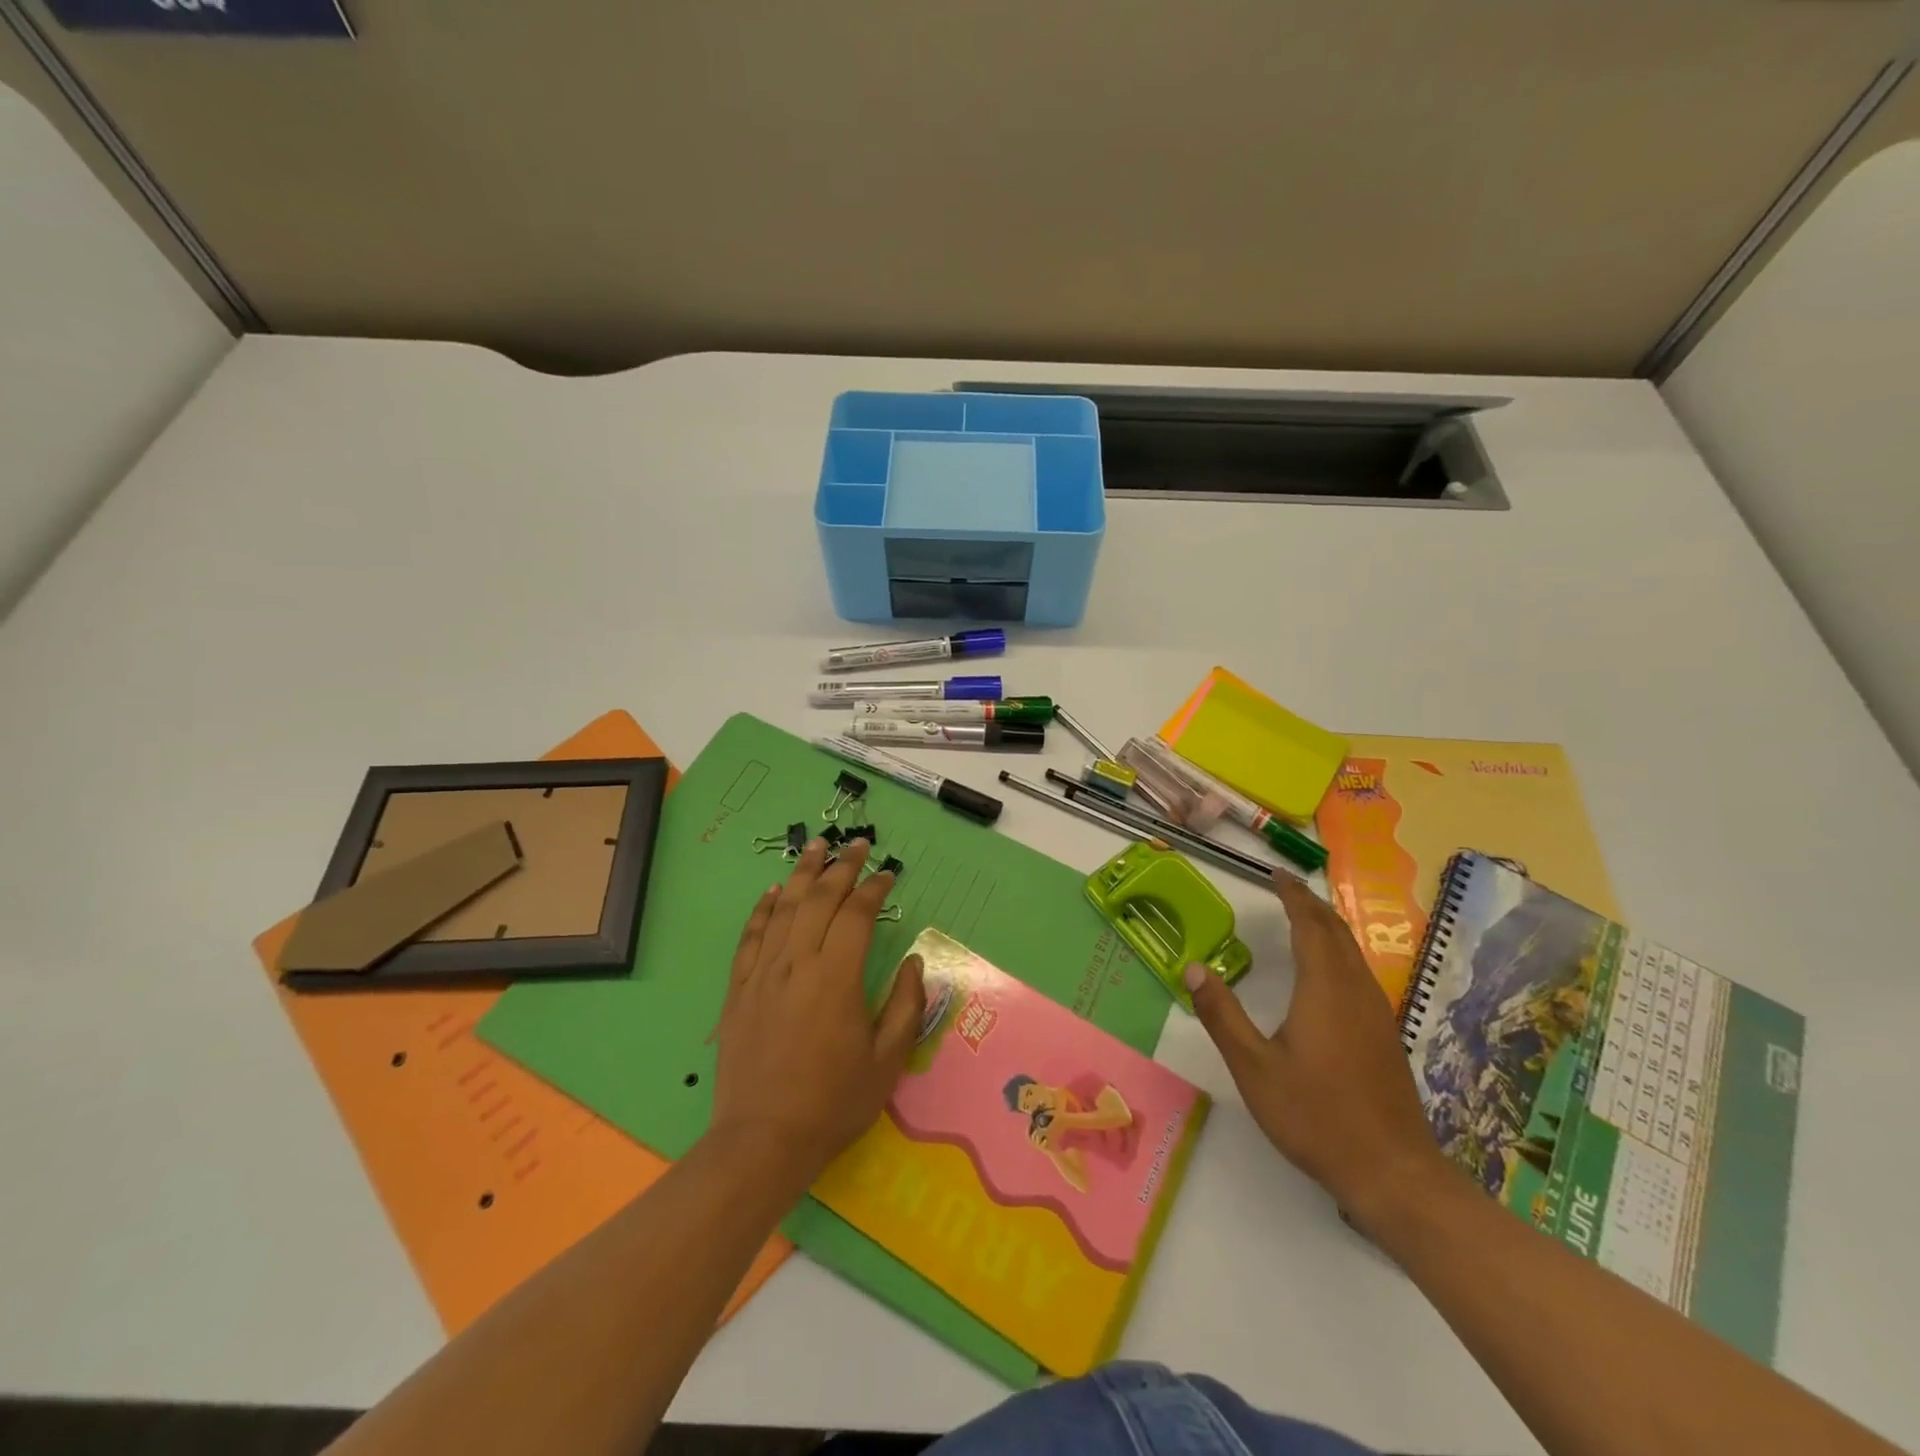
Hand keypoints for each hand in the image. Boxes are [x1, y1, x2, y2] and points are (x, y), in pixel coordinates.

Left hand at [709, 837, 925, 1185]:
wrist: (762, 1141)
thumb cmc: (833, 1102)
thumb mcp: (887, 1060)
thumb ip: (904, 1005)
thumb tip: (913, 962)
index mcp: (836, 977)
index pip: (856, 915)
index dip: (873, 889)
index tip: (888, 874)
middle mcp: (797, 963)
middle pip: (819, 900)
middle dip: (841, 867)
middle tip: (857, 845)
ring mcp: (763, 974)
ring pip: (783, 909)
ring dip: (801, 874)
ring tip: (815, 847)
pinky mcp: (738, 990)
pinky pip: (750, 938)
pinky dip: (763, 910)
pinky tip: (772, 892)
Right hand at [1185, 872, 1448, 1235]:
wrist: (1393, 1172)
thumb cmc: (1316, 1116)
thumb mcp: (1254, 1067)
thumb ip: (1221, 1015)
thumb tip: (1192, 968)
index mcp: (1324, 989)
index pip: (1309, 925)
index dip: (1293, 896)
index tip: (1275, 875)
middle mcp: (1355, 991)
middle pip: (1336, 932)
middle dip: (1311, 904)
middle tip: (1286, 887)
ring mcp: (1376, 1013)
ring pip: (1352, 952)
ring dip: (1327, 926)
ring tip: (1303, 916)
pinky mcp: (1384, 1035)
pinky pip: (1359, 972)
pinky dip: (1338, 951)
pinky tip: (1327, 970)